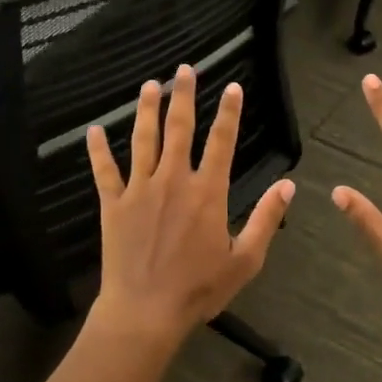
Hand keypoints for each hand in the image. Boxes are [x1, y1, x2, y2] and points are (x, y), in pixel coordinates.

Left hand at [87, 65, 294, 347]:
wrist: (145, 312)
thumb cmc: (199, 289)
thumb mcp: (246, 259)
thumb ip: (267, 218)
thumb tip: (288, 185)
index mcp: (208, 192)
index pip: (222, 141)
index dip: (229, 112)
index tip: (233, 86)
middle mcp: (174, 181)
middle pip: (179, 129)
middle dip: (184, 96)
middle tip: (184, 69)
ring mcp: (140, 190)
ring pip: (143, 140)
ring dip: (147, 110)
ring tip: (150, 85)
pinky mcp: (113, 205)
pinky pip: (104, 172)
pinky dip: (97, 150)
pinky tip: (92, 131)